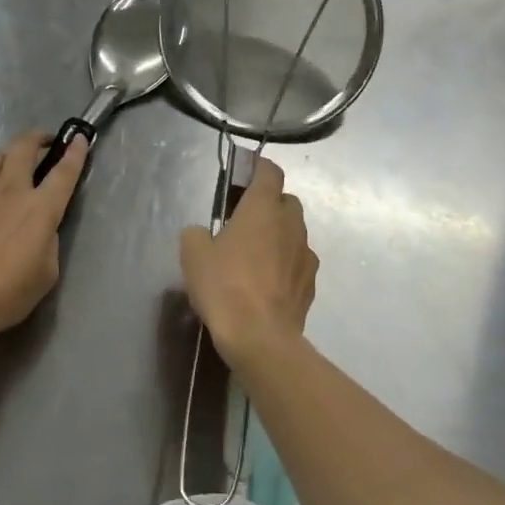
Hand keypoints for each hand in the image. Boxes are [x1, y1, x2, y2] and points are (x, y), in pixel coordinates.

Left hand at [0, 131, 87, 345]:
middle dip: (38, 138)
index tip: (80, 137)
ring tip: (19, 164)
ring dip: (13, 152)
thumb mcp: (46, 273)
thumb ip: (48, 242)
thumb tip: (41, 230)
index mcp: (40, 209)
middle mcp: (11, 191)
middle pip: (23, 147)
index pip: (63, 172)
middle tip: (48, 143)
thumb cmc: (7, 292)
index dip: (75, 152)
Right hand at [181, 156, 316, 363]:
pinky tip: (268, 283)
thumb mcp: (193, 255)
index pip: (269, 172)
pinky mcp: (311, 283)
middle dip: (269, 205)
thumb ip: (197, 234)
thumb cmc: (224, 286)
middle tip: (245, 221)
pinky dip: (286, 264)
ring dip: (278, 236)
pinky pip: (298, 263)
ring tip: (256, 256)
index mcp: (262, 209)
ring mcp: (305, 255)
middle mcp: (291, 225)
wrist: (260, 336)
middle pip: (286, 202)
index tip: (246, 171)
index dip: (259, 167)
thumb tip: (203, 233)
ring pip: (295, 233)